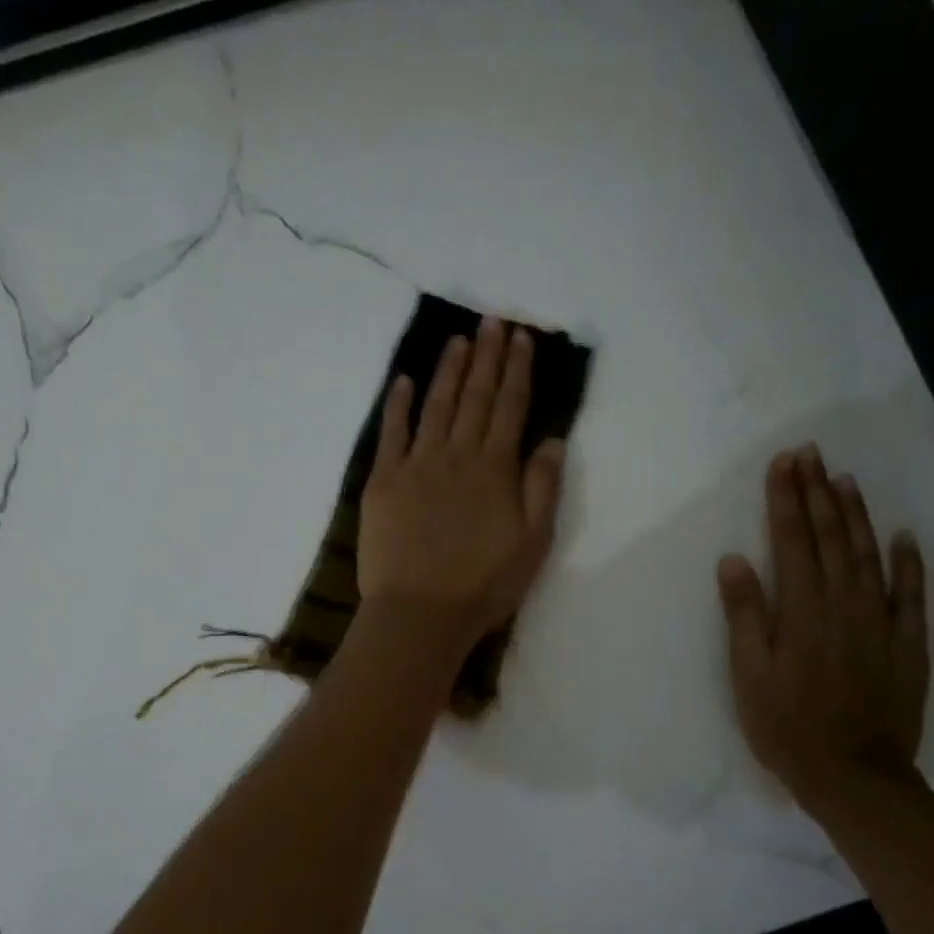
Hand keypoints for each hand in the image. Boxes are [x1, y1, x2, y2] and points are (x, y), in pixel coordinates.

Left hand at [359, 316, 565, 654]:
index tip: (521, 338)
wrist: (420, 612)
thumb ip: (543, 488)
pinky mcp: (383, 481)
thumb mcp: (533, 543)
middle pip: (475, 397)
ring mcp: (416, 465)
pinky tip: (403, 381)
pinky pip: (391, 433)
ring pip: (436, 406)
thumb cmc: (483, 585)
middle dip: (487, 357)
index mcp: (495, 469)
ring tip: (459, 341)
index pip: (510, 407)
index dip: (517, 370)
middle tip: (493, 321)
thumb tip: (550, 438)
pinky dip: (397, 404)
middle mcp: (457, 455)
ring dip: (448, 371)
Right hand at [717, 445, 929, 811]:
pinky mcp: (908, 645)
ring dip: (857, 515)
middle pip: (831, 538)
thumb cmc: (786, 726)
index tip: (783, 463)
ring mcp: (881, 623)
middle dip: (818, 493)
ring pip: (870, 556)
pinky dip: (909, 563)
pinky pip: (912, 595)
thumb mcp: (748, 675)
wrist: (853, 776)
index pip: (792, 541)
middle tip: (810, 454)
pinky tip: (904, 537)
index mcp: (801, 611)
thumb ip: (744, 615)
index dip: (786, 500)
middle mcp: (843, 605)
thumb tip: (734, 560)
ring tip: (845, 480)